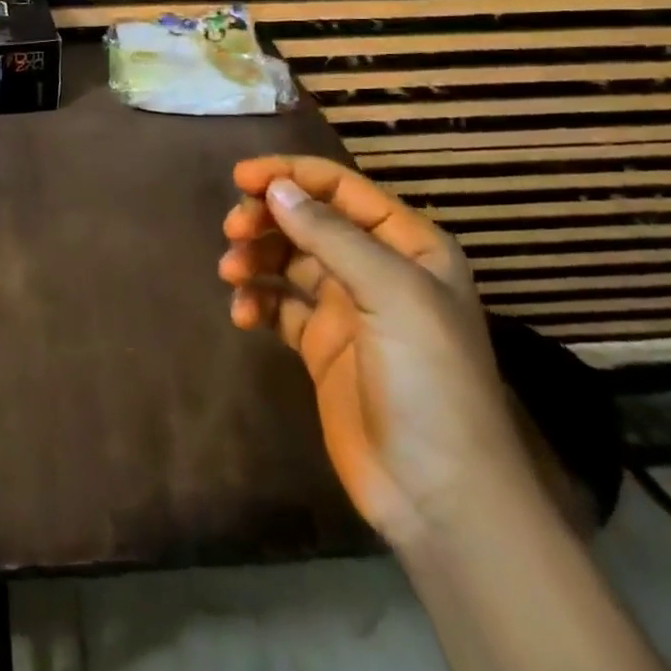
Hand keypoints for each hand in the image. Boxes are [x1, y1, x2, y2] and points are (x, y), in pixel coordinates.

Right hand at [218, 155, 534, 548]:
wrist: (439, 496)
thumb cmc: (428, 380)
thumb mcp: (391, 295)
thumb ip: (331, 235)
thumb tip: (275, 188)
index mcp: (408, 246)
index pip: (341, 189)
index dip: (290, 175)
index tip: (240, 178)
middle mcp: (378, 269)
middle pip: (309, 220)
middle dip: (267, 218)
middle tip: (233, 230)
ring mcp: (348, 309)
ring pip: (288, 260)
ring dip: (256, 258)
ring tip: (231, 274)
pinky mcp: (321, 346)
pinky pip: (278, 306)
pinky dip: (257, 302)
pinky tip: (243, 316)